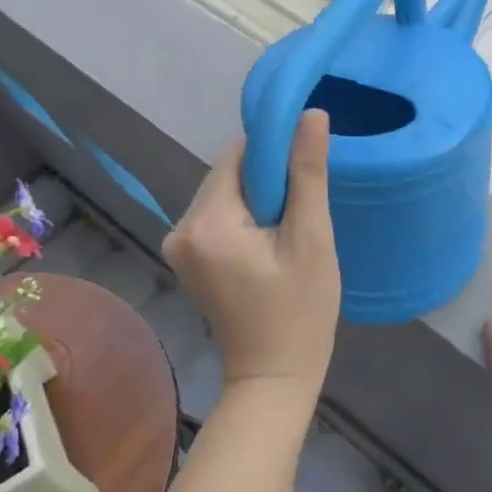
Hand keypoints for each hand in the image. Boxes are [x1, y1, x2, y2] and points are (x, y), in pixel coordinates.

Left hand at [163, 110, 340, 401]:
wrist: (274, 377)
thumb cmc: (300, 311)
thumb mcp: (311, 239)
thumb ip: (307, 173)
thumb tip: (311, 114)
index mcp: (206, 221)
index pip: (238, 154)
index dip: (276, 155)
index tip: (307, 176)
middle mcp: (181, 227)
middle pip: (229, 174)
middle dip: (268, 183)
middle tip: (303, 215)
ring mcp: (179, 246)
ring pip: (227, 194)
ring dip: (260, 202)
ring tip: (291, 234)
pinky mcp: (189, 259)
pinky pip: (220, 217)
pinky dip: (247, 220)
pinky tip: (272, 245)